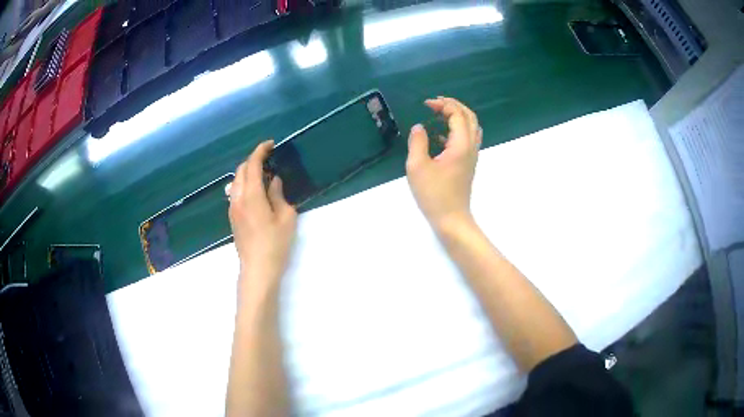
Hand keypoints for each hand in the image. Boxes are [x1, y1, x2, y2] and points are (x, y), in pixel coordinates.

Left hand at [229, 140, 296, 291]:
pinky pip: (235, 192)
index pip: (252, 165)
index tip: (271, 145)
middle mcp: (237, 198)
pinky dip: (244, 184)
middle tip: (270, 160)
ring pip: (236, 181)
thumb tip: (274, 181)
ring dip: (248, 172)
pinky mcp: (232, 217)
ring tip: (264, 175)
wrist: (257, 269)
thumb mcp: (286, 217)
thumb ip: (278, 194)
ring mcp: (233, 208)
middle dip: (253, 160)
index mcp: (251, 195)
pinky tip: (257, 192)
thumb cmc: (275, 244)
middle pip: (241, 170)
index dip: (260, 151)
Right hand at [406, 97, 481, 231]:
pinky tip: (440, 135)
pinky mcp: (469, 164)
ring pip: (471, 127)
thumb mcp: (417, 167)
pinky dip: (457, 129)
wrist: (451, 219)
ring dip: (457, 116)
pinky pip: (468, 138)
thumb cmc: (434, 194)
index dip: (443, 104)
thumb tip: (418, 127)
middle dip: (453, 105)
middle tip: (435, 104)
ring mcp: (472, 156)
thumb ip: (417, 142)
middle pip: (469, 116)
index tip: (426, 105)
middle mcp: (471, 147)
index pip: (457, 114)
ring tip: (439, 114)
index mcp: (461, 145)